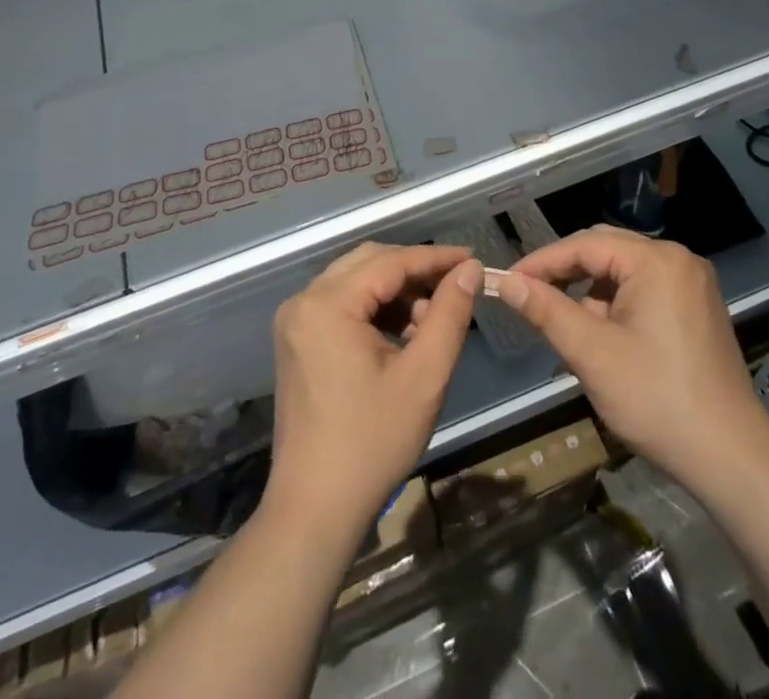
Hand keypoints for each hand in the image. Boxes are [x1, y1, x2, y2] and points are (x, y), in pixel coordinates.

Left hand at [263, 243, 480, 542]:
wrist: (314, 509)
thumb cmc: (372, 443)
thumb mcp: (424, 377)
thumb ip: (449, 314)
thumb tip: (469, 270)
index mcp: (327, 304)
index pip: (390, 261)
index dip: (435, 258)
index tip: (473, 260)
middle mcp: (304, 301)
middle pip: (369, 262)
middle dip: (415, 271)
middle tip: (456, 287)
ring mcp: (296, 321)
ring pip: (355, 281)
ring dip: (396, 291)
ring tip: (431, 320)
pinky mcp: (297, 341)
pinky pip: (342, 304)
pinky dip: (375, 309)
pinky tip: (403, 334)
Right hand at [498, 228, 768, 493]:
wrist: (732, 459)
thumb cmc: (657, 400)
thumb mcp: (592, 354)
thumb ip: (546, 310)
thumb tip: (505, 282)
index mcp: (656, 261)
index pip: (584, 245)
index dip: (542, 262)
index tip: (508, 281)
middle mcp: (678, 259)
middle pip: (606, 250)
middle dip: (566, 273)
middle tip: (530, 296)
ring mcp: (693, 283)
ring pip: (625, 271)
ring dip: (591, 291)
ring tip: (567, 325)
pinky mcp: (699, 308)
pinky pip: (646, 288)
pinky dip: (617, 304)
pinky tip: (603, 335)